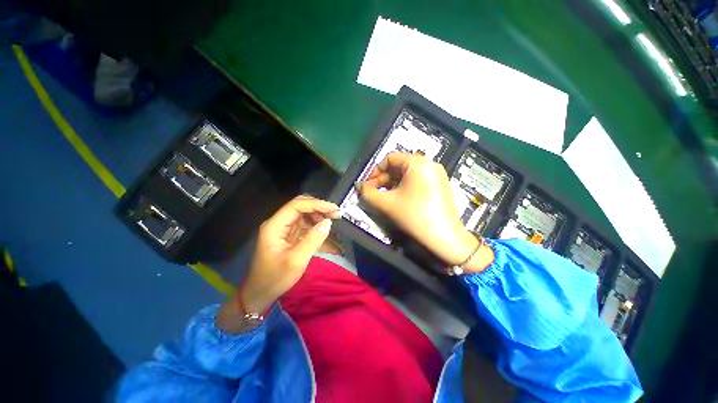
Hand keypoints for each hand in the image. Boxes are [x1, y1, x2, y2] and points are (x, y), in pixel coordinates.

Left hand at [219, 196, 338, 332]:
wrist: (261, 293)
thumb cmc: (276, 278)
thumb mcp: (296, 261)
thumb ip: (313, 240)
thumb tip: (328, 222)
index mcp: (274, 226)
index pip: (296, 206)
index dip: (316, 204)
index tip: (334, 209)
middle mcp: (278, 223)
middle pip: (299, 206)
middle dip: (318, 207)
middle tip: (335, 214)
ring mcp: (283, 228)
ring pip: (303, 213)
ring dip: (318, 215)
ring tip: (332, 222)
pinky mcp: (288, 234)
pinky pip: (304, 223)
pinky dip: (315, 224)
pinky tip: (324, 230)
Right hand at [356, 152, 491, 271]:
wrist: (445, 237)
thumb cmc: (415, 216)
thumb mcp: (387, 204)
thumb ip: (368, 193)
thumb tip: (358, 187)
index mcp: (418, 163)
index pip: (390, 158)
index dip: (375, 171)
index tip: (367, 185)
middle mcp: (429, 164)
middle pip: (399, 166)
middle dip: (382, 179)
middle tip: (372, 192)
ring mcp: (437, 174)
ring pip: (407, 174)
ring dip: (391, 184)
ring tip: (383, 197)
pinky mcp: (440, 185)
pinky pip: (417, 180)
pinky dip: (404, 187)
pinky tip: (398, 199)